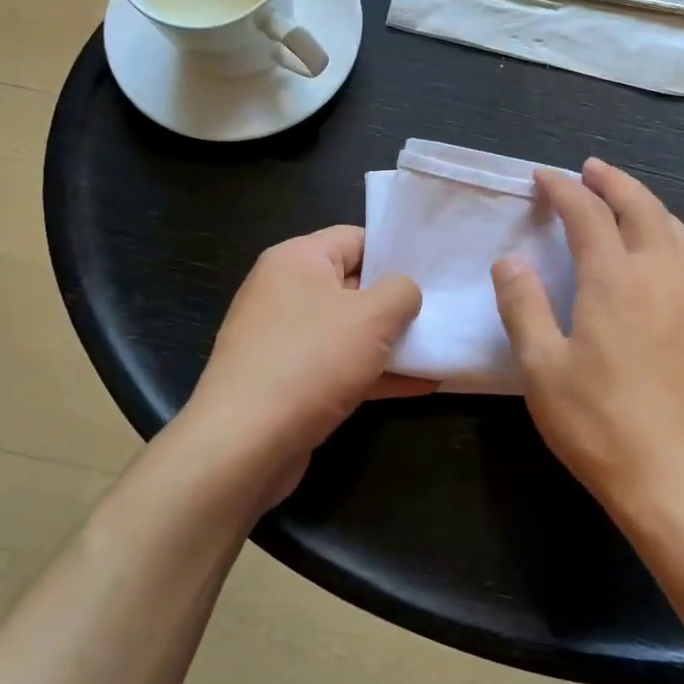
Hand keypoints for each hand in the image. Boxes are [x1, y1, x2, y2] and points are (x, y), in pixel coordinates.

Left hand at [183, 225, 429, 502]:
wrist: (243, 444)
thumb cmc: (311, 360)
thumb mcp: (373, 316)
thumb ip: (401, 292)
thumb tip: (404, 292)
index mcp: (297, 260)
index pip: (354, 238)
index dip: (395, 251)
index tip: (432, 270)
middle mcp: (283, 292)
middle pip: (352, 285)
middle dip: (396, 301)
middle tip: (440, 311)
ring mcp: (282, 340)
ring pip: (347, 331)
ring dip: (390, 343)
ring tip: (438, 349)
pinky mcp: (285, 382)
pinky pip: (338, 367)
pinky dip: (373, 374)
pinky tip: (419, 386)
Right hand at [492, 160, 683, 525]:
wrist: (681, 478)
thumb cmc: (601, 425)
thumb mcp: (542, 369)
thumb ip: (524, 307)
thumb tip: (510, 261)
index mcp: (615, 280)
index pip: (588, 214)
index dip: (563, 189)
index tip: (543, 178)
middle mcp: (660, 275)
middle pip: (641, 207)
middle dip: (613, 181)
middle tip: (590, 169)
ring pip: (675, 227)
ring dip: (647, 202)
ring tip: (625, 198)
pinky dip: (671, 232)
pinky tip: (661, 249)